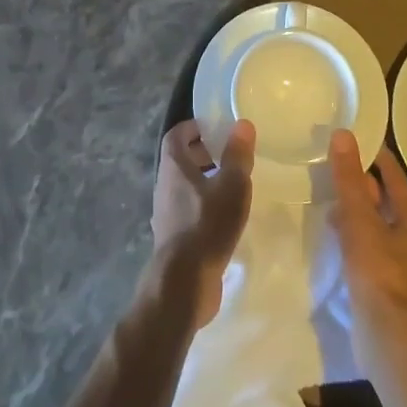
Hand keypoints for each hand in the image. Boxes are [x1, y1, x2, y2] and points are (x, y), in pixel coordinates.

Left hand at [151, 120, 255, 328]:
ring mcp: (167, 214)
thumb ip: (237, 155)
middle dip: (202, 154)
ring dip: (205, 181)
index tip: (215, 127)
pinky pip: (188, 211)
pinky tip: (226, 218)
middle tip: (229, 155)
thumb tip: (242, 123)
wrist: (184, 282)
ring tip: (233, 185)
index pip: (176, 135)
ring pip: (184, 187)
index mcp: (173, 167)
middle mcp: (164, 186)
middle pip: (180, 160)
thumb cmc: (207, 224)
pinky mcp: (175, 238)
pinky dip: (205, 206)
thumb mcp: (231, 185)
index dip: (194, 127)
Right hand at [328, 130, 406, 354]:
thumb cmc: (378, 273)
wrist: (388, 338)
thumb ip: (349, 179)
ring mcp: (400, 260)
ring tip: (328, 197)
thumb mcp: (360, 220)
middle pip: (384, 198)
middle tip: (333, 164)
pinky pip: (368, 244)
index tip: (352, 138)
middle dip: (360, 182)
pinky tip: (334, 233)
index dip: (374, 155)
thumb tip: (343, 134)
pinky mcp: (385, 280)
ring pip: (375, 222)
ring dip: (355, 209)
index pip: (393, 174)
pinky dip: (352, 232)